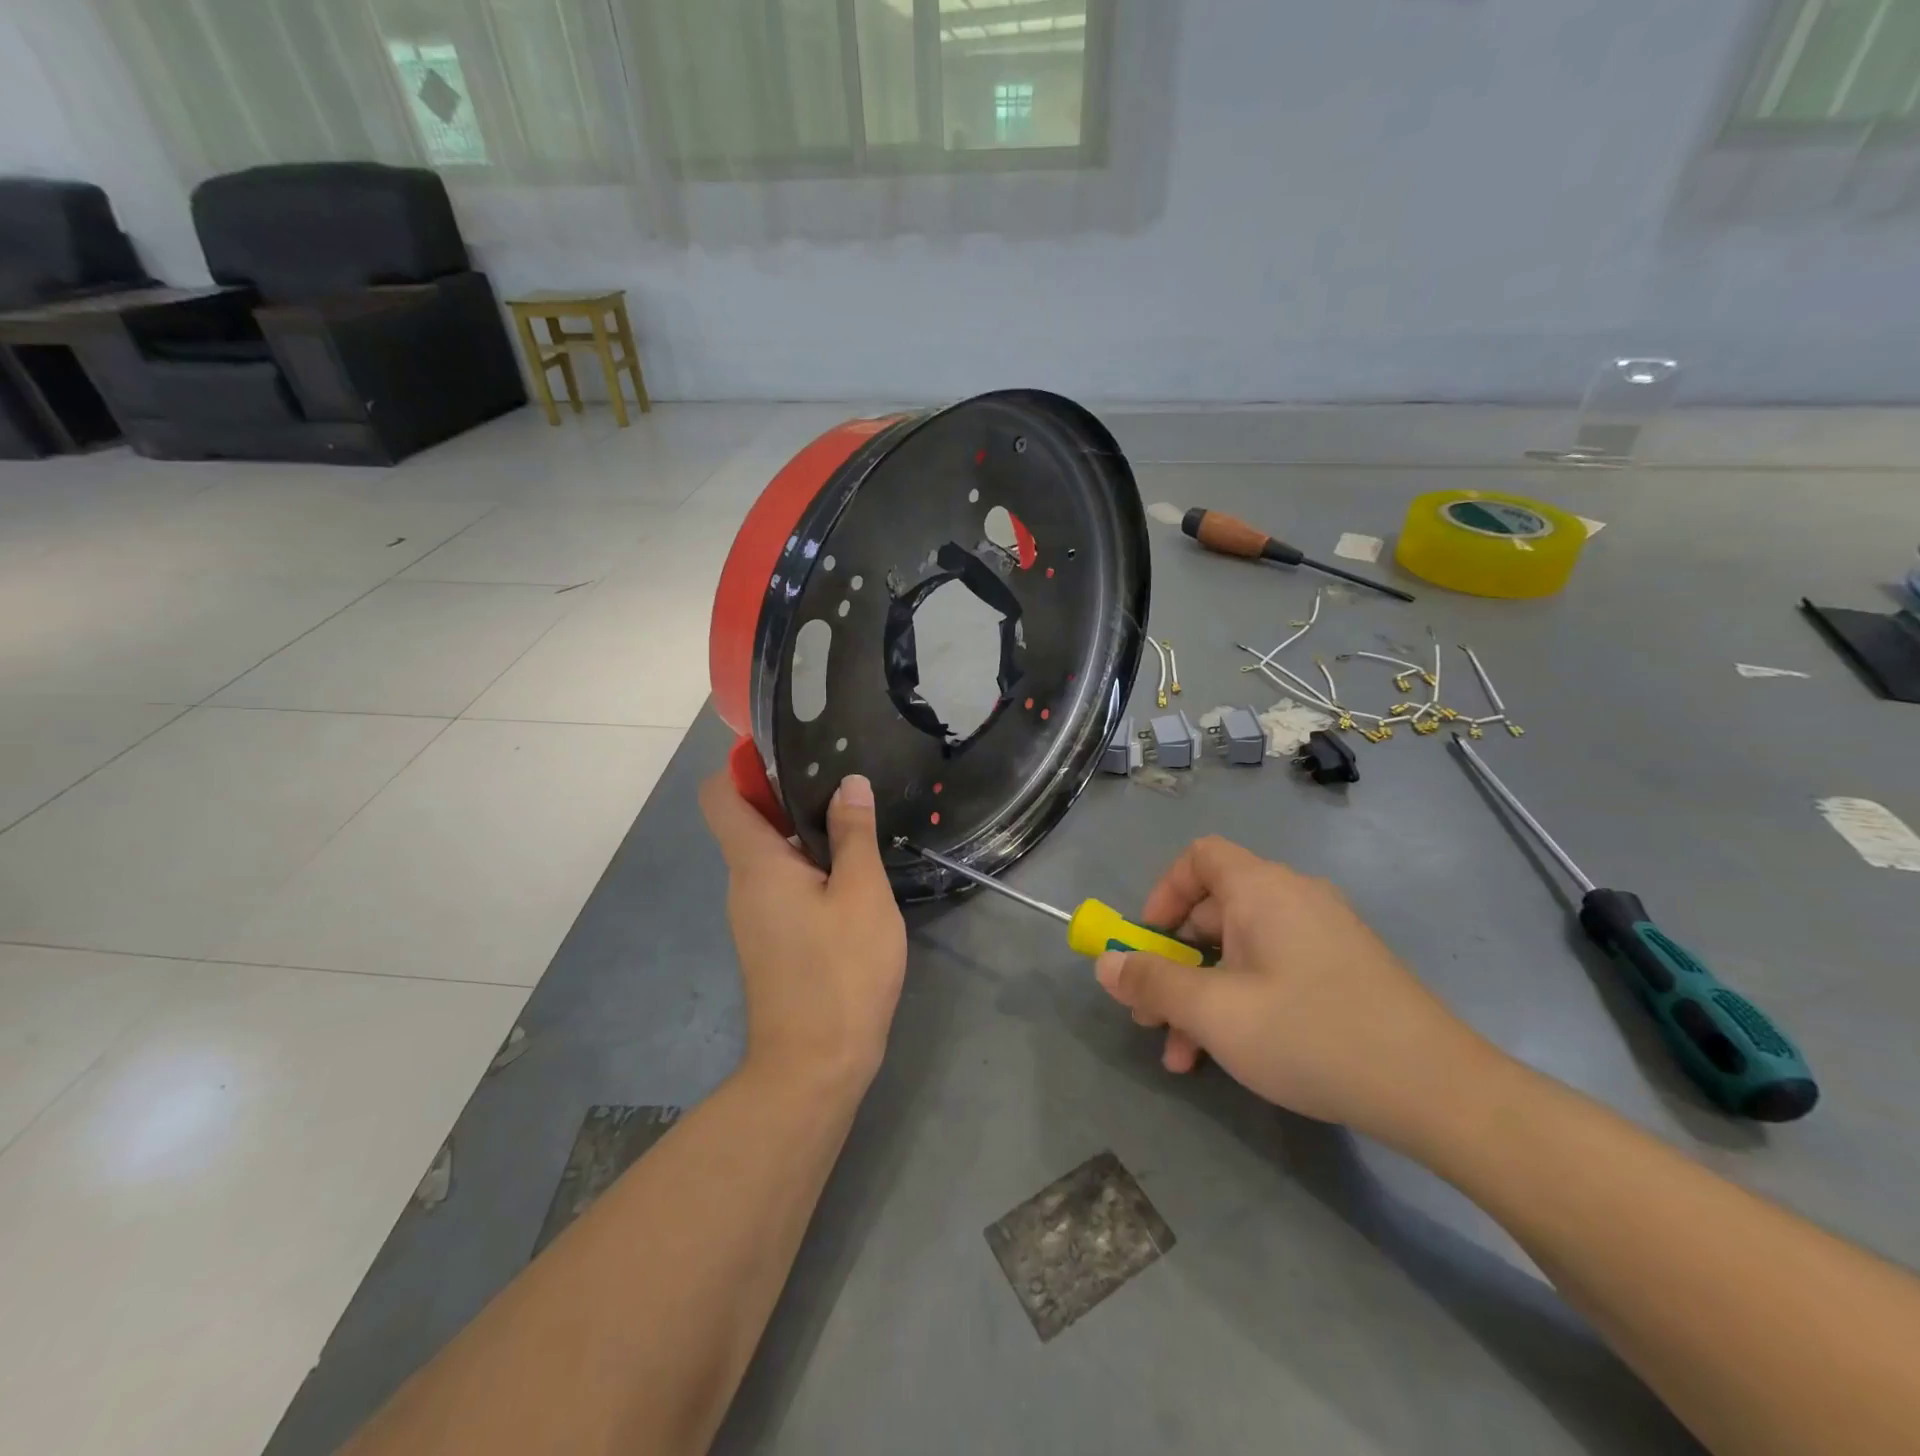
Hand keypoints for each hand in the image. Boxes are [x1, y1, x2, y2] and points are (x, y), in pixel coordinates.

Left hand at [701, 771, 906, 1088]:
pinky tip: (851, 873)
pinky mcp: (771, 938)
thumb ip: (854, 834)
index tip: (791, 752)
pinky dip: (808, 867)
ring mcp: (754, 915)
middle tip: (843, 781)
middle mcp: (743, 883)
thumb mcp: (862, 894)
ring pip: (769, 853)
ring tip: (855, 820)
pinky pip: (781, 884)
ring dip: (804, 832)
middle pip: (748, 819)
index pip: (721, 794)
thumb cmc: (841, 973)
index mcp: (755, 863)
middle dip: (789, 794)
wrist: (815, 1066)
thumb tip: (848, 783)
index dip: (745, 764)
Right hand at [1094, 836, 1494, 1141]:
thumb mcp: (1215, 1013)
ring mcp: (1323, 934)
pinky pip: (1273, 969)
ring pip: (1240, 950)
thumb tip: (1105, 964)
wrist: (1437, 1090)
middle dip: (1173, 964)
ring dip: (1202, 995)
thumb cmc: (1311, 1034)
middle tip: (1152, 1016)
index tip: (1146, 944)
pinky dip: (1242, 1000)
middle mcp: (1293, 898)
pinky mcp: (1343, 969)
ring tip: (1184, 1055)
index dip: (1162, 894)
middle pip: (1213, 911)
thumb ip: (1152, 984)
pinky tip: (1231, 1055)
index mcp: (1262, 889)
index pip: (1198, 857)